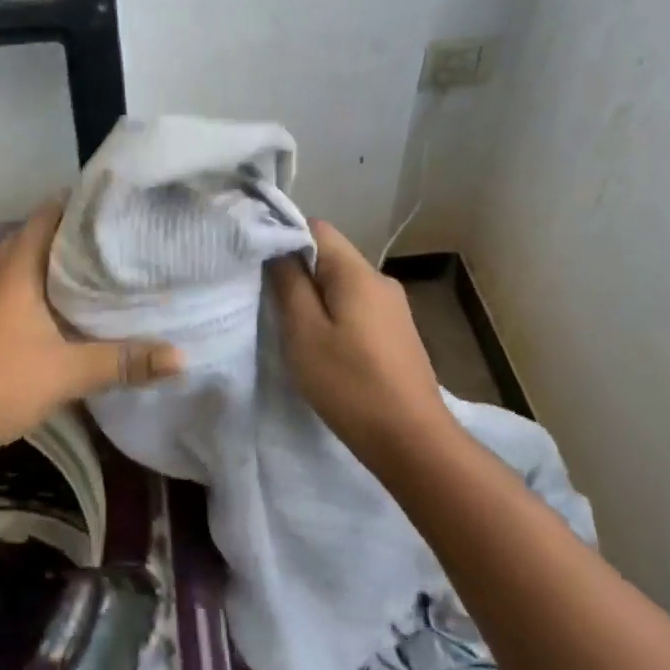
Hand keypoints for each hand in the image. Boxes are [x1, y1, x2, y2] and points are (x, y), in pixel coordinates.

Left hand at [0, 198, 184, 488]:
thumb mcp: (66, 372)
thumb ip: (124, 362)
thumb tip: (182, 358)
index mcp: (19, 265)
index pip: (51, 212)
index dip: (86, 201)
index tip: (127, 200)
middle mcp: (4, 275)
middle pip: (45, 238)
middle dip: (84, 236)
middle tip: (130, 236)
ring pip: (37, 270)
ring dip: (69, 269)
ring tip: (115, 269)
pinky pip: (30, 298)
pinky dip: (56, 298)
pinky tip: (82, 315)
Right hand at [267, 220, 451, 457]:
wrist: (411, 440)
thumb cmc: (350, 384)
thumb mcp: (304, 332)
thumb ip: (289, 284)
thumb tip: (278, 249)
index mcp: (358, 273)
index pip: (317, 229)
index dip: (284, 237)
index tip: (258, 263)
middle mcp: (381, 281)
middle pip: (331, 257)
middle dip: (298, 272)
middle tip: (268, 300)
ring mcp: (394, 309)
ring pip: (343, 285)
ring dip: (316, 298)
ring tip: (291, 327)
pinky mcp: (398, 334)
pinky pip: (358, 308)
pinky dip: (335, 317)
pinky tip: (324, 347)